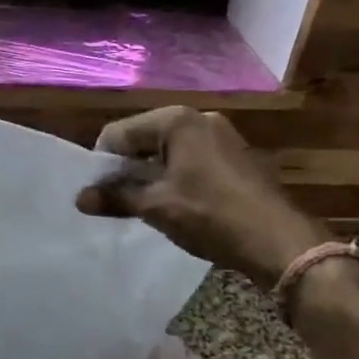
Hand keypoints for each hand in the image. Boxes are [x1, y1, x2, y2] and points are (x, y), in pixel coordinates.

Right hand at [76, 106, 327, 288]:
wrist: (279, 241)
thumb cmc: (211, 215)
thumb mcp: (156, 207)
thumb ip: (115, 197)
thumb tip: (79, 199)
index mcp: (176, 120)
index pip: (119, 132)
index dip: (102, 163)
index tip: (96, 192)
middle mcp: (199, 118)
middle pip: (144, 137)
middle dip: (126, 167)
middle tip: (116, 200)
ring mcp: (221, 135)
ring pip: (168, 150)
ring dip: (150, 174)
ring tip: (143, 205)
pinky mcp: (234, 155)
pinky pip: (190, 158)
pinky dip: (175, 176)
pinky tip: (175, 203)